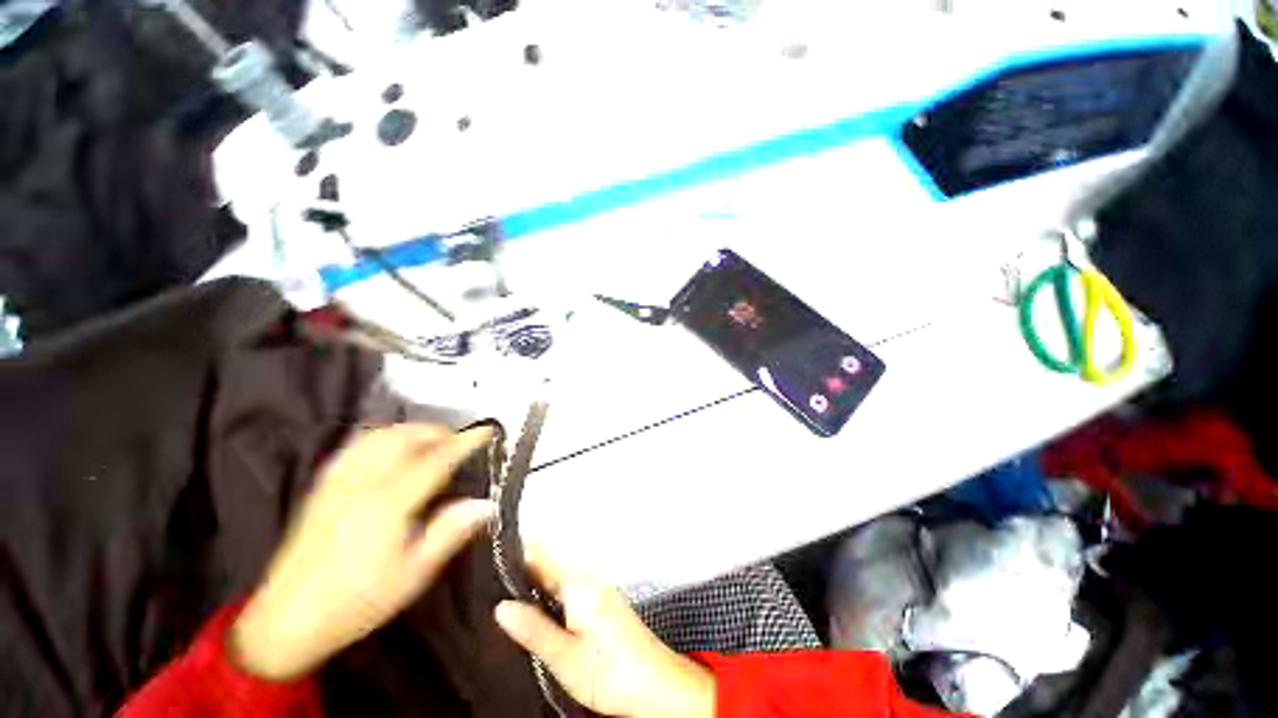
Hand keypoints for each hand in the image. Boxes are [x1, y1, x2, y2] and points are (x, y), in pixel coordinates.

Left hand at [232, 425, 495, 680]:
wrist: (286, 620)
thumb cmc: (357, 602)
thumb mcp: (413, 574)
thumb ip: (450, 533)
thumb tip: (487, 503)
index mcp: (389, 503)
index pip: (436, 460)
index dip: (465, 442)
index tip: (487, 431)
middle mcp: (363, 482)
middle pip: (406, 437)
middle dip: (439, 432)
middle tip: (460, 442)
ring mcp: (339, 481)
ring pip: (380, 435)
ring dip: (412, 431)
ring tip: (432, 442)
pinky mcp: (323, 486)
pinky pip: (356, 445)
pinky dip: (382, 436)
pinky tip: (390, 449)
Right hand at [494, 550, 715, 717]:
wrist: (656, 684)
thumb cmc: (609, 671)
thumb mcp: (565, 657)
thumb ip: (534, 629)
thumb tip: (501, 606)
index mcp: (579, 585)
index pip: (543, 557)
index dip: (518, 553)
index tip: (491, 554)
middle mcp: (590, 579)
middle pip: (552, 565)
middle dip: (525, 567)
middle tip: (491, 579)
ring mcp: (600, 590)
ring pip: (562, 576)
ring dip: (539, 580)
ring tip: (508, 592)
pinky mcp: (605, 603)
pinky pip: (572, 587)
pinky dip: (553, 591)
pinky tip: (541, 607)